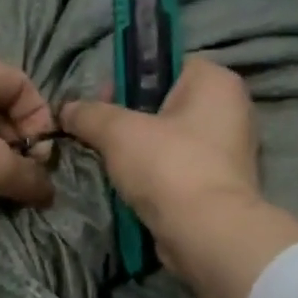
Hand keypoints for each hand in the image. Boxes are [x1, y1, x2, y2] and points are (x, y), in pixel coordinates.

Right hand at [64, 57, 297, 297]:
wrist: (205, 234)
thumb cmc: (167, 166)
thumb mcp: (117, 132)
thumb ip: (89, 114)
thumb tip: (66, 109)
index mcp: (216, 82)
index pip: (167, 63)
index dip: (130, 77)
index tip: (102, 100)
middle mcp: (230, 109)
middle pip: (166, 101)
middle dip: (129, 117)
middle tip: (100, 133)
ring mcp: (229, 150)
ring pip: (171, 138)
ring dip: (140, 149)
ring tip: (111, 162)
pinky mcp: (220, 184)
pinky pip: (178, 167)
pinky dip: (155, 174)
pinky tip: (131, 185)